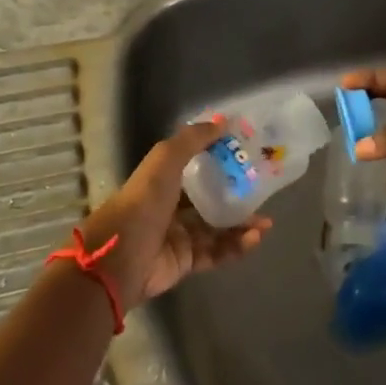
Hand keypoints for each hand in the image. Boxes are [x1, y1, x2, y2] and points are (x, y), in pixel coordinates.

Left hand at [80, 121, 272, 309]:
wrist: (119, 258)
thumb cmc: (143, 202)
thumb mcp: (165, 160)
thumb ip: (193, 139)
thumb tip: (224, 121)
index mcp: (162, 182)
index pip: (195, 169)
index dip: (219, 162)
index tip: (247, 157)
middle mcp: (170, 208)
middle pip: (210, 200)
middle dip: (237, 197)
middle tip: (263, 194)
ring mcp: (178, 237)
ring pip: (217, 229)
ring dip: (242, 224)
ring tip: (266, 223)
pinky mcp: (186, 263)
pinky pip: (216, 253)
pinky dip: (236, 246)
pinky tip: (254, 238)